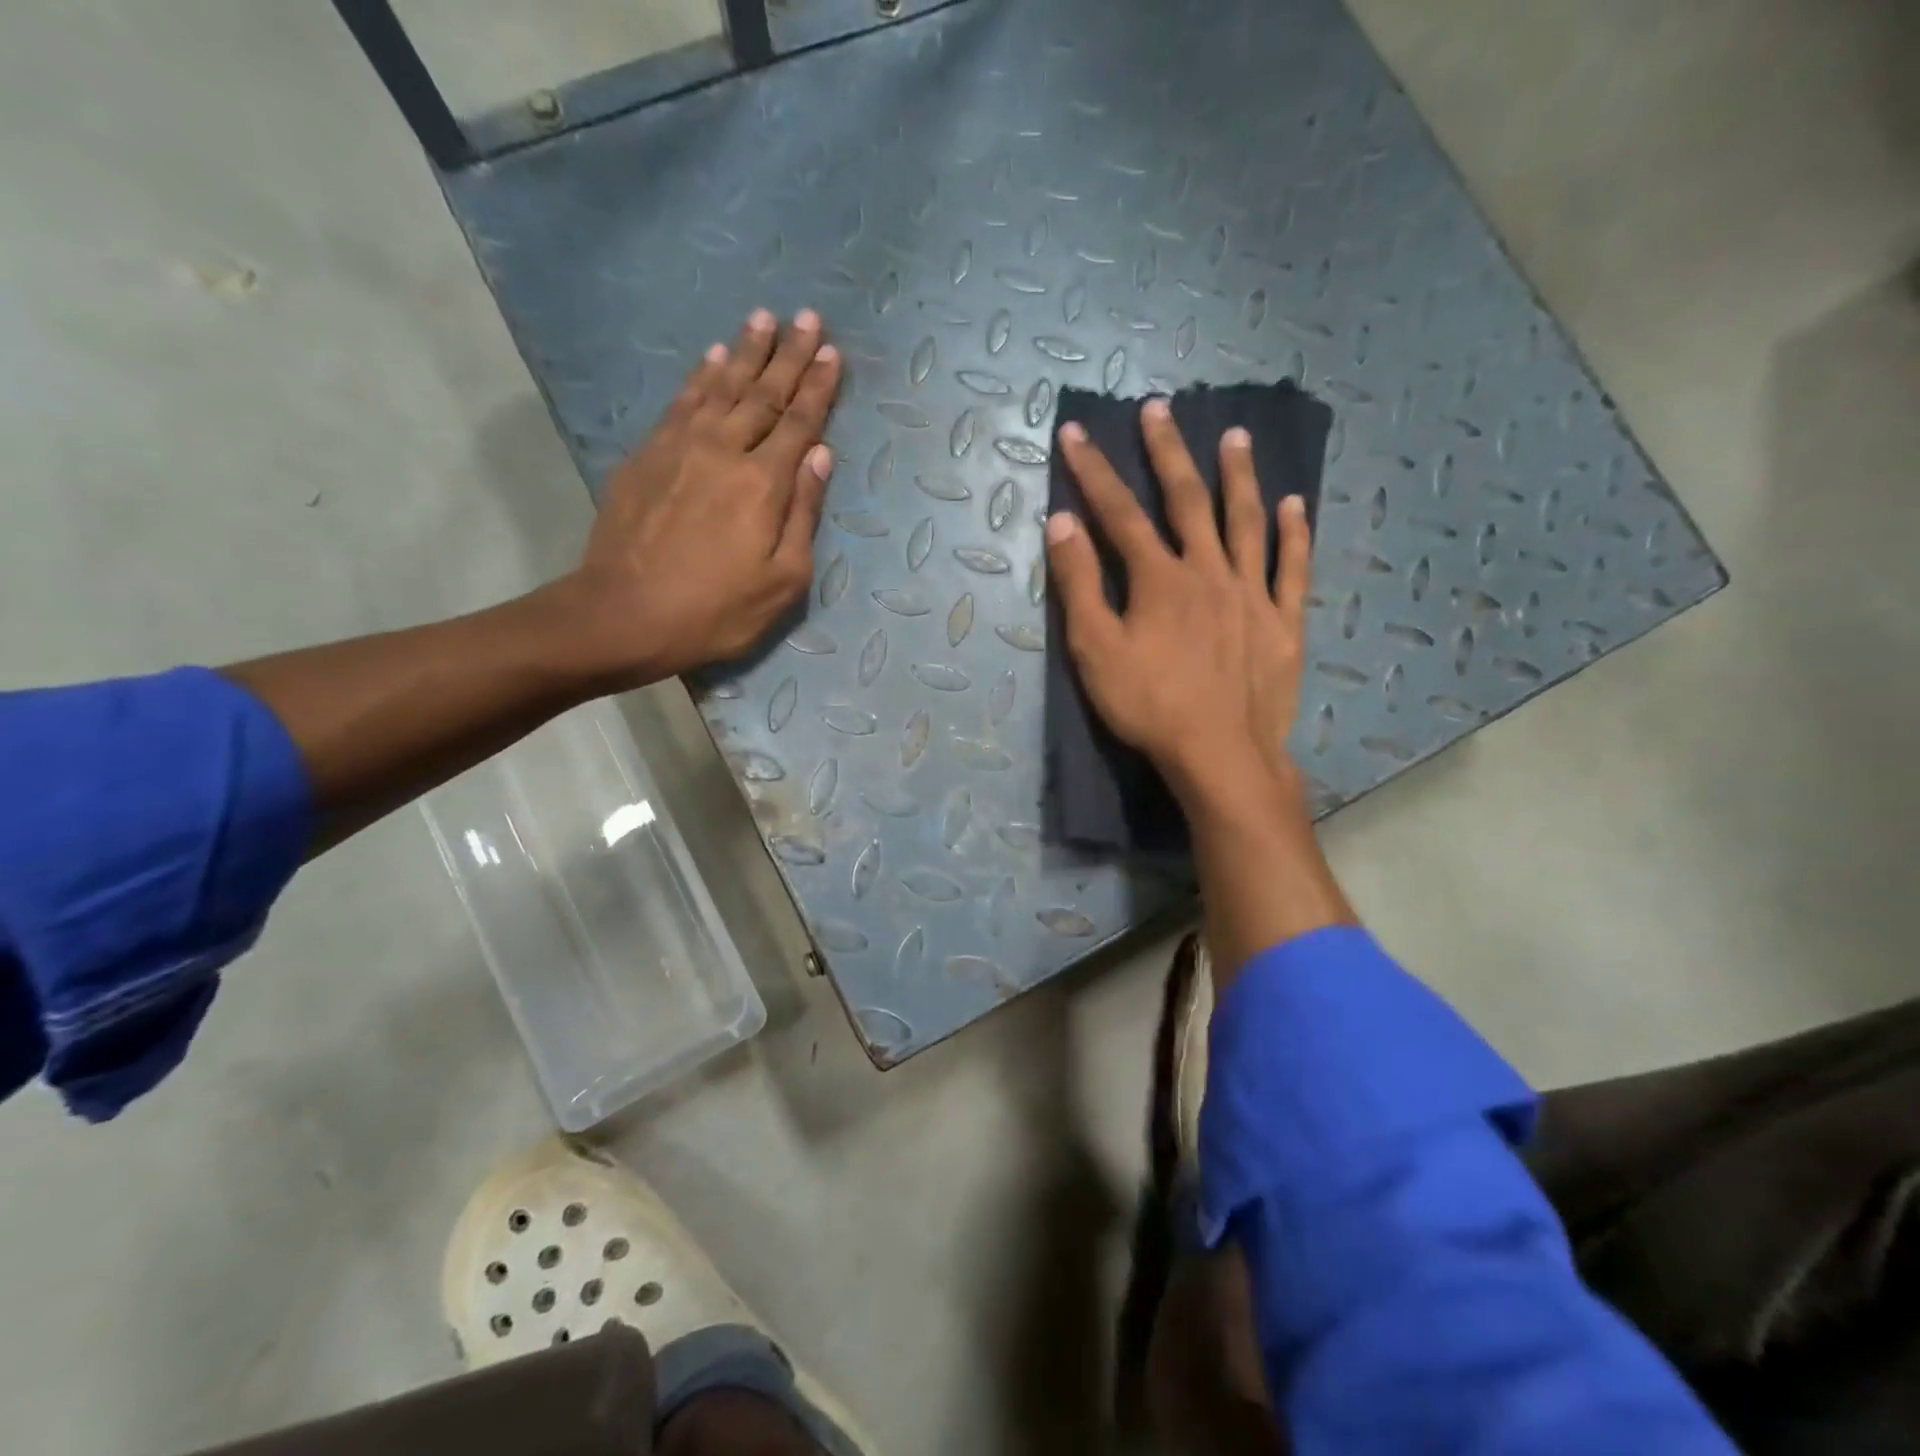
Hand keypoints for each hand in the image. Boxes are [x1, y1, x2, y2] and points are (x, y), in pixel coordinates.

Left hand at [562, 308, 842, 684]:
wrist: (624, 613)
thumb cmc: (716, 609)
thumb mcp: (782, 580)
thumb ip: (804, 513)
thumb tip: (820, 456)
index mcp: (764, 483)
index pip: (800, 423)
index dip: (818, 387)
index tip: (832, 352)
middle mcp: (724, 450)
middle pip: (763, 393)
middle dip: (788, 354)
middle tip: (806, 316)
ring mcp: (680, 447)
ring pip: (721, 386)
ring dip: (745, 351)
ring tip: (762, 318)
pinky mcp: (647, 455)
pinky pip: (682, 401)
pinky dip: (701, 375)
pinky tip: (712, 357)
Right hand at [1045, 399, 1312, 809]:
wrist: (1220, 754)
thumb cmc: (1148, 706)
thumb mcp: (1095, 650)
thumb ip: (1079, 585)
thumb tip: (1062, 523)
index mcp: (1160, 578)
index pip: (1119, 513)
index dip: (1093, 472)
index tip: (1075, 433)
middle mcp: (1209, 571)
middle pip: (1187, 500)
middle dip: (1168, 453)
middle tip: (1158, 409)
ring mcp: (1252, 593)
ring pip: (1246, 522)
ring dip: (1239, 476)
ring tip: (1237, 436)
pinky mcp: (1283, 622)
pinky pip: (1292, 569)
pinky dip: (1294, 534)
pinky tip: (1295, 505)